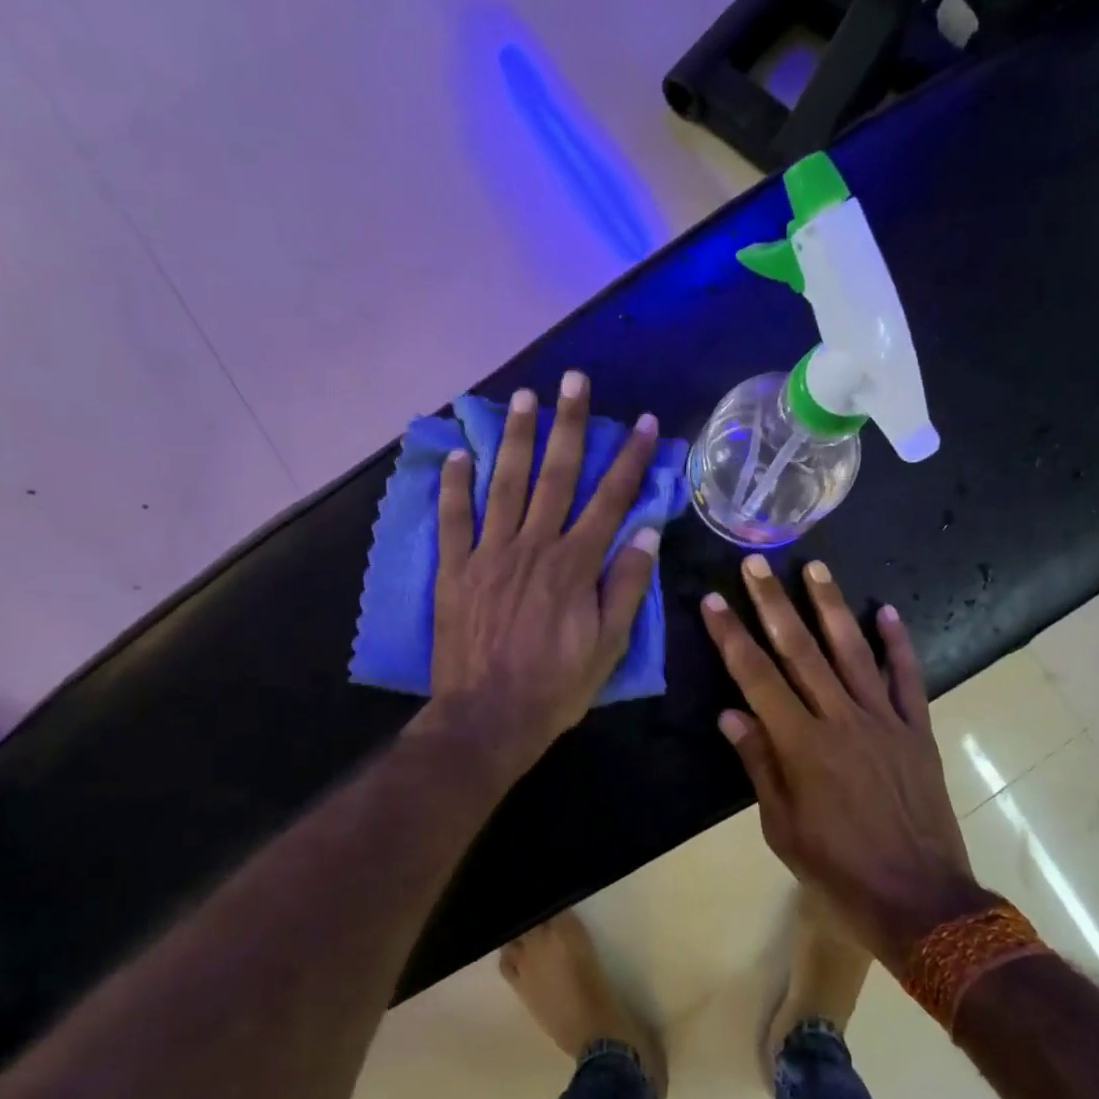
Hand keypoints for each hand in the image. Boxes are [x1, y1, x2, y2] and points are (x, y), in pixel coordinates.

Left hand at [427, 370, 661, 781]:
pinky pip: (452, 520)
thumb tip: (646, 532)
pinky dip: (453, 486)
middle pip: (556, 475)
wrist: (488, 718)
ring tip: (522, 398)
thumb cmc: (556, 686)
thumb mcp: (609, 644)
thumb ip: (626, 585)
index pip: (611, 499)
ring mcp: (489, 554)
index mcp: (575, 564)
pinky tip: (457, 454)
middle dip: (570, 425)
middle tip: (574, 380)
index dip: (631, 459)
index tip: (645, 423)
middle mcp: (533, 546)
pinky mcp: (455, 570)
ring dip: (516, 439)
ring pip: (505, 485)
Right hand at [701, 556, 977, 968]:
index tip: (713, 600)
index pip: (756, 677)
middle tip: (756, 563)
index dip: (731, 636)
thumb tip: (730, 714)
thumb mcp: (782, 827)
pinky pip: (907, 678)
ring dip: (831, 606)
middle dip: (773, 603)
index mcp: (801, 745)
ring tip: (814, 567)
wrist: (921, 900)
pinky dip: (899, 643)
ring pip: (853, 651)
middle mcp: (841, 720)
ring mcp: (884, 721)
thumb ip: (759, 765)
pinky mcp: (916, 730)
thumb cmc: (838, 869)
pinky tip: (887, 610)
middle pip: (800, 650)